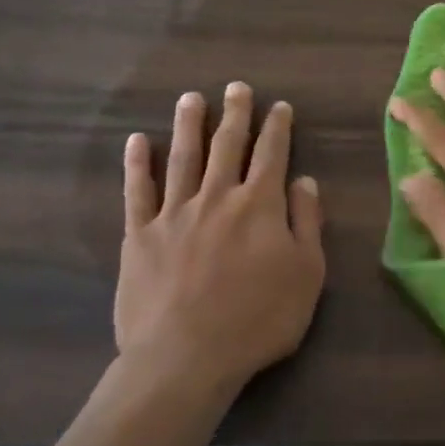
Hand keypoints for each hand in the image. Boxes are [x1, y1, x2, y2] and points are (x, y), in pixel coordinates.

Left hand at [116, 82, 325, 393]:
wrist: (187, 357)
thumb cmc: (259, 318)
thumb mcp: (307, 273)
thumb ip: (306, 223)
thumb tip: (304, 181)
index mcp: (259, 205)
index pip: (272, 154)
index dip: (277, 127)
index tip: (279, 105)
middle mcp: (217, 197)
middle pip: (227, 146)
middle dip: (235, 114)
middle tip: (236, 88)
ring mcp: (174, 213)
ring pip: (183, 158)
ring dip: (188, 125)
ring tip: (190, 98)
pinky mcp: (140, 236)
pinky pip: (138, 191)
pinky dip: (137, 164)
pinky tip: (137, 141)